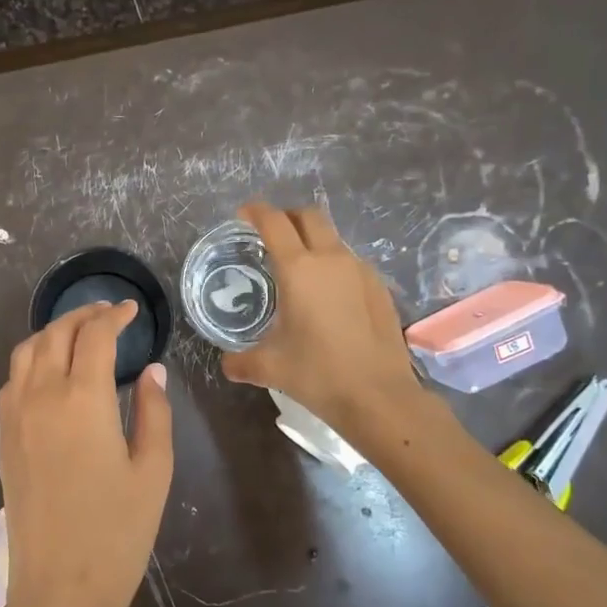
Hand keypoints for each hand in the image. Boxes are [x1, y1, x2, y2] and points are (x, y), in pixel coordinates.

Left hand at [0, 301, 172, 606]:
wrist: (59, 587)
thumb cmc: (118, 532)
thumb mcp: (153, 470)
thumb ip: (154, 411)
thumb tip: (152, 370)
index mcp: (83, 400)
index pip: (95, 336)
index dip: (114, 316)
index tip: (131, 310)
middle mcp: (41, 396)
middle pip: (56, 334)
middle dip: (82, 315)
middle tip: (107, 314)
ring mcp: (15, 416)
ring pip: (26, 351)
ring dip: (52, 332)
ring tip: (78, 334)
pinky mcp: (2, 438)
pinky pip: (12, 379)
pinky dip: (31, 359)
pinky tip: (50, 371)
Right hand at [222, 201, 426, 434]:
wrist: (379, 396)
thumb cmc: (317, 374)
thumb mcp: (270, 368)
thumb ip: (241, 361)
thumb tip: (227, 364)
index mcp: (298, 269)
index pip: (274, 222)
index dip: (256, 211)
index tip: (244, 214)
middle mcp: (331, 259)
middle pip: (309, 216)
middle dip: (288, 216)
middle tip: (272, 234)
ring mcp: (360, 270)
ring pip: (333, 238)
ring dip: (313, 241)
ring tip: (300, 268)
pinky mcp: (380, 287)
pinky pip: (351, 262)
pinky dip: (334, 265)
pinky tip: (329, 295)